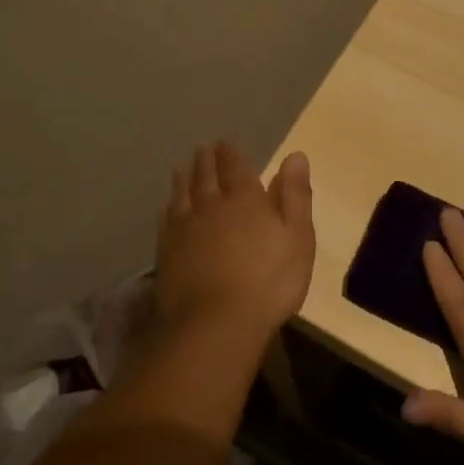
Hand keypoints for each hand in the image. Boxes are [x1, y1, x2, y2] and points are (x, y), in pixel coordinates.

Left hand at [155, 142, 314, 342]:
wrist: (216, 322)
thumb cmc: (269, 281)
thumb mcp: (298, 237)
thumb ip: (295, 195)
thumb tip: (296, 156)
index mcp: (246, 198)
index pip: (236, 166)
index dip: (231, 153)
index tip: (225, 142)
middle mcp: (212, 204)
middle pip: (206, 175)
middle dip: (206, 159)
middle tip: (202, 147)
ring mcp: (185, 227)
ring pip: (182, 193)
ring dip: (183, 177)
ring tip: (181, 166)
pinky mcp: (167, 250)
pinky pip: (166, 218)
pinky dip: (168, 206)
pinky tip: (167, 205)